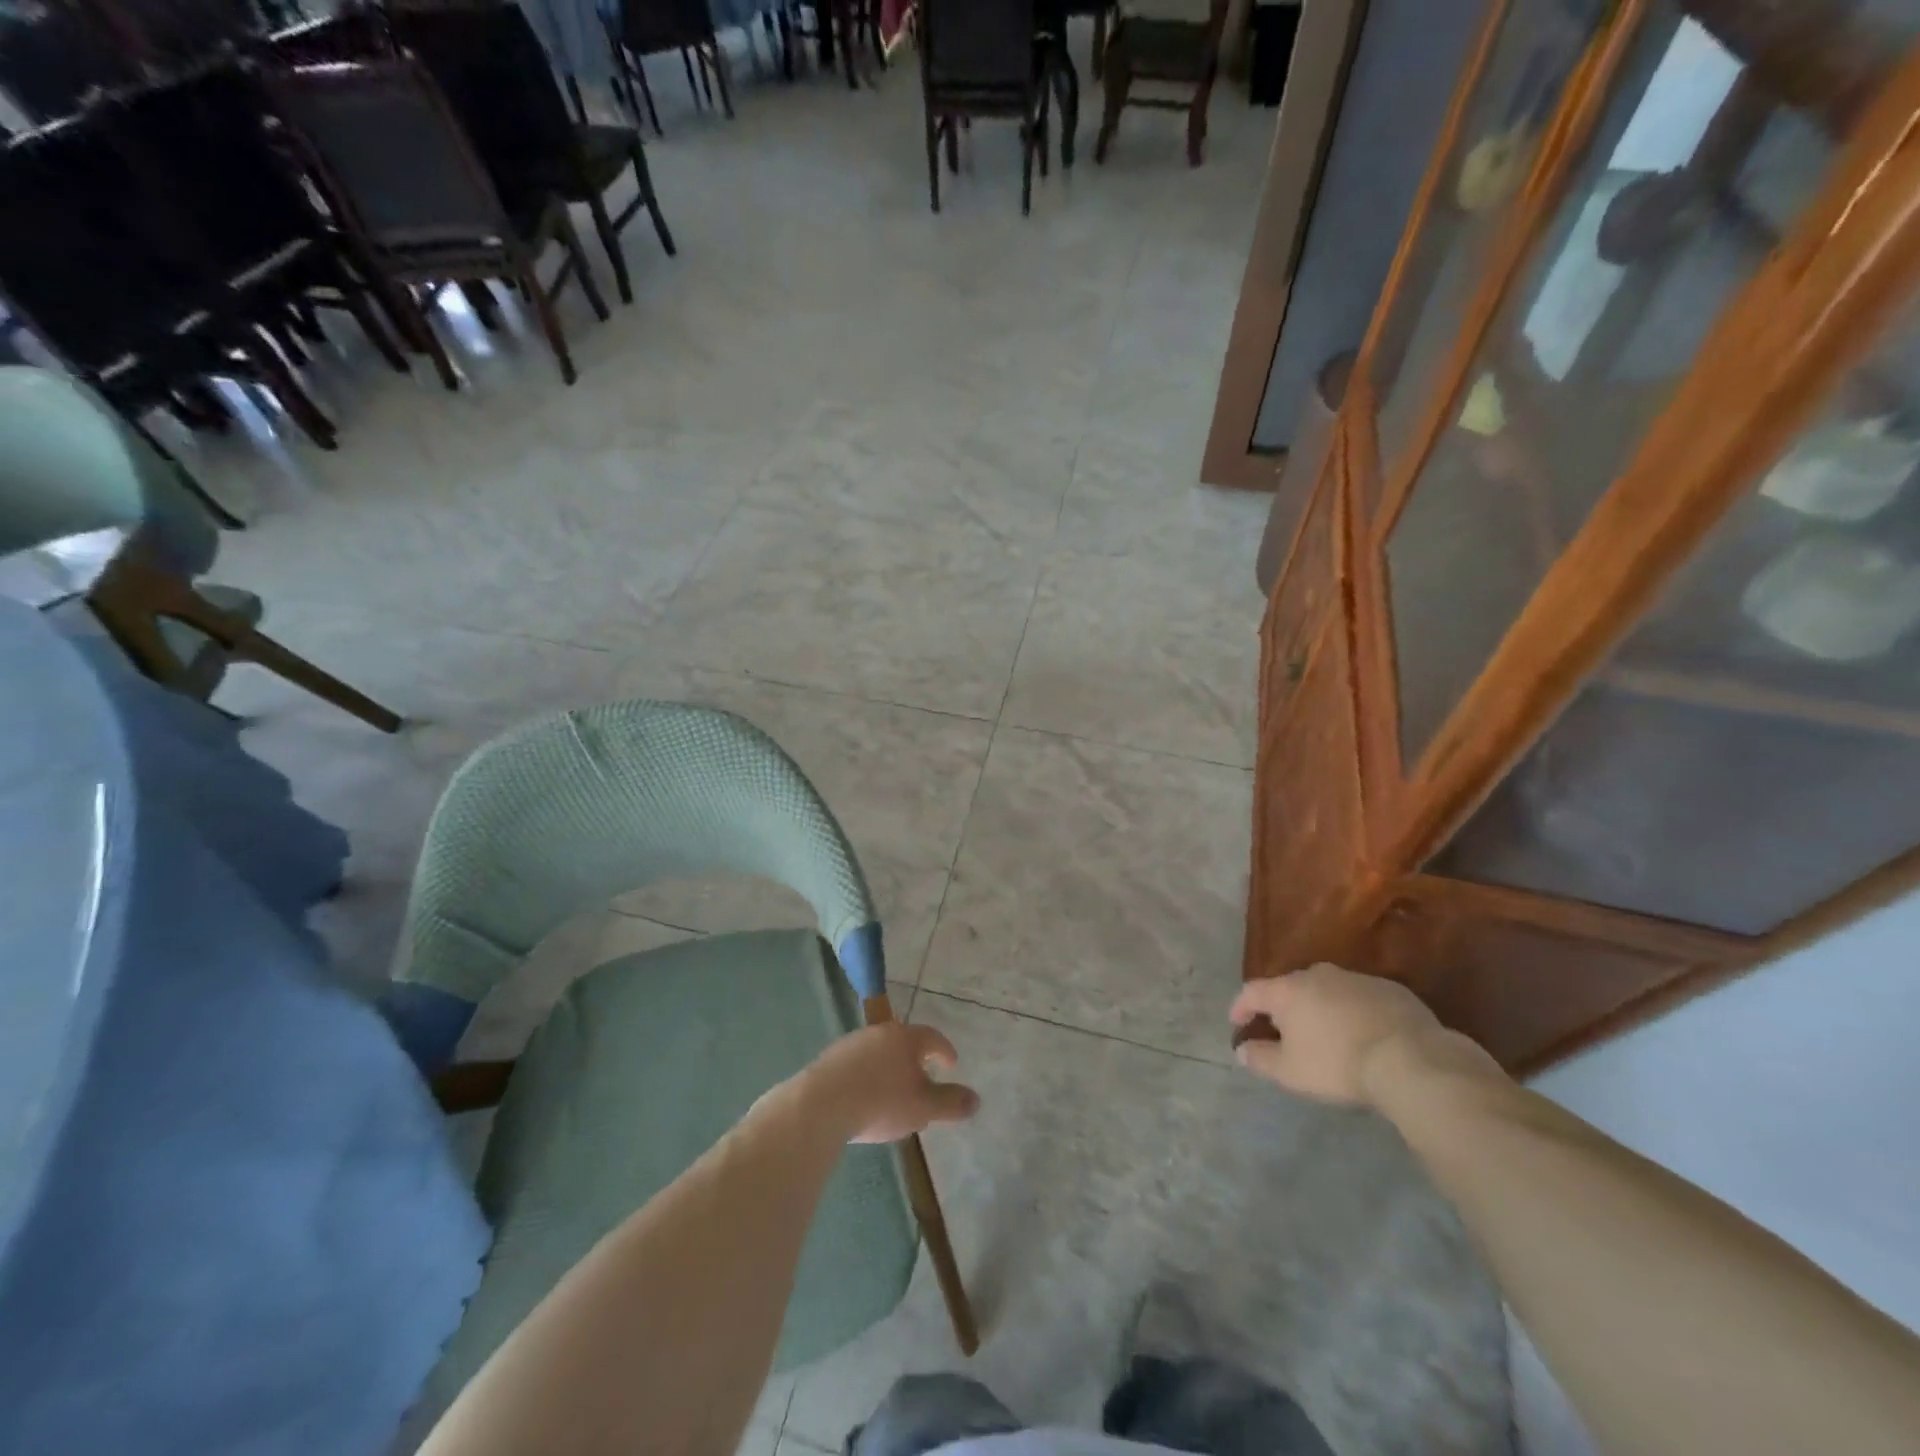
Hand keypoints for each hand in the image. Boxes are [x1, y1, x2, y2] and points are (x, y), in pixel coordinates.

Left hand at [802, 1022, 979, 1143]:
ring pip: (878, 1053)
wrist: (820, 1105)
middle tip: (923, 1079)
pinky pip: (856, 1065)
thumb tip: (976, 1099)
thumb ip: (950, 1102)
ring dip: (889, 1068)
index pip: (932, 1037)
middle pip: (903, 1042)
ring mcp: (851, 1044)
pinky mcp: (829, 1060)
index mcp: (906, 1037)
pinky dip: (866, 1077)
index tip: (950, 1064)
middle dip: (915, 1060)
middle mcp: (879, 1032)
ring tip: (893, 1093)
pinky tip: (864, 1099)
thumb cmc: (881, 1101)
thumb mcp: (923, 1107)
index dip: (944, 1050)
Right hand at [1228, 963, 1444, 1105]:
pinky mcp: (1390, 989)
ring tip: (1327, 1033)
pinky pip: (1360, 998)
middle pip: (1291, 987)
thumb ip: (1260, 1058)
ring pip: (1328, 990)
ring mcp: (1356, 978)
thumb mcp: (1290, 1072)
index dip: (1241, 1007)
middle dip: (1284, 1007)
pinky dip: (1353, 1012)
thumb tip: (1242, 1049)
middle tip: (1285, 1031)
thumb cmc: (1338, 1063)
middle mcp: (1318, 974)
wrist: (1411, 1059)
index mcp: (1288, 990)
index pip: (1252, 991)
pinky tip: (1363, 1035)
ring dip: (1321, 1008)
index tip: (1237, 1024)